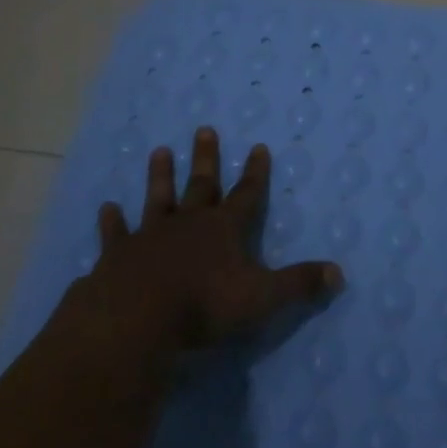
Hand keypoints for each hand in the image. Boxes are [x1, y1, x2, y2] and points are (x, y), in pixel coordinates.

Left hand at [62, 127, 343, 361]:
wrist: (137, 318)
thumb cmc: (204, 306)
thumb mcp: (262, 297)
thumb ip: (299, 284)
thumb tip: (339, 274)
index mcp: (224, 229)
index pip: (247, 194)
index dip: (255, 173)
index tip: (258, 146)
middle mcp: (188, 223)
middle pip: (201, 184)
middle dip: (206, 158)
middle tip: (204, 129)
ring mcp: (150, 235)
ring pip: (158, 198)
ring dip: (160, 176)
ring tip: (159, 151)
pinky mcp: (118, 255)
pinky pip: (115, 234)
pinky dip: (111, 222)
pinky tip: (106, 208)